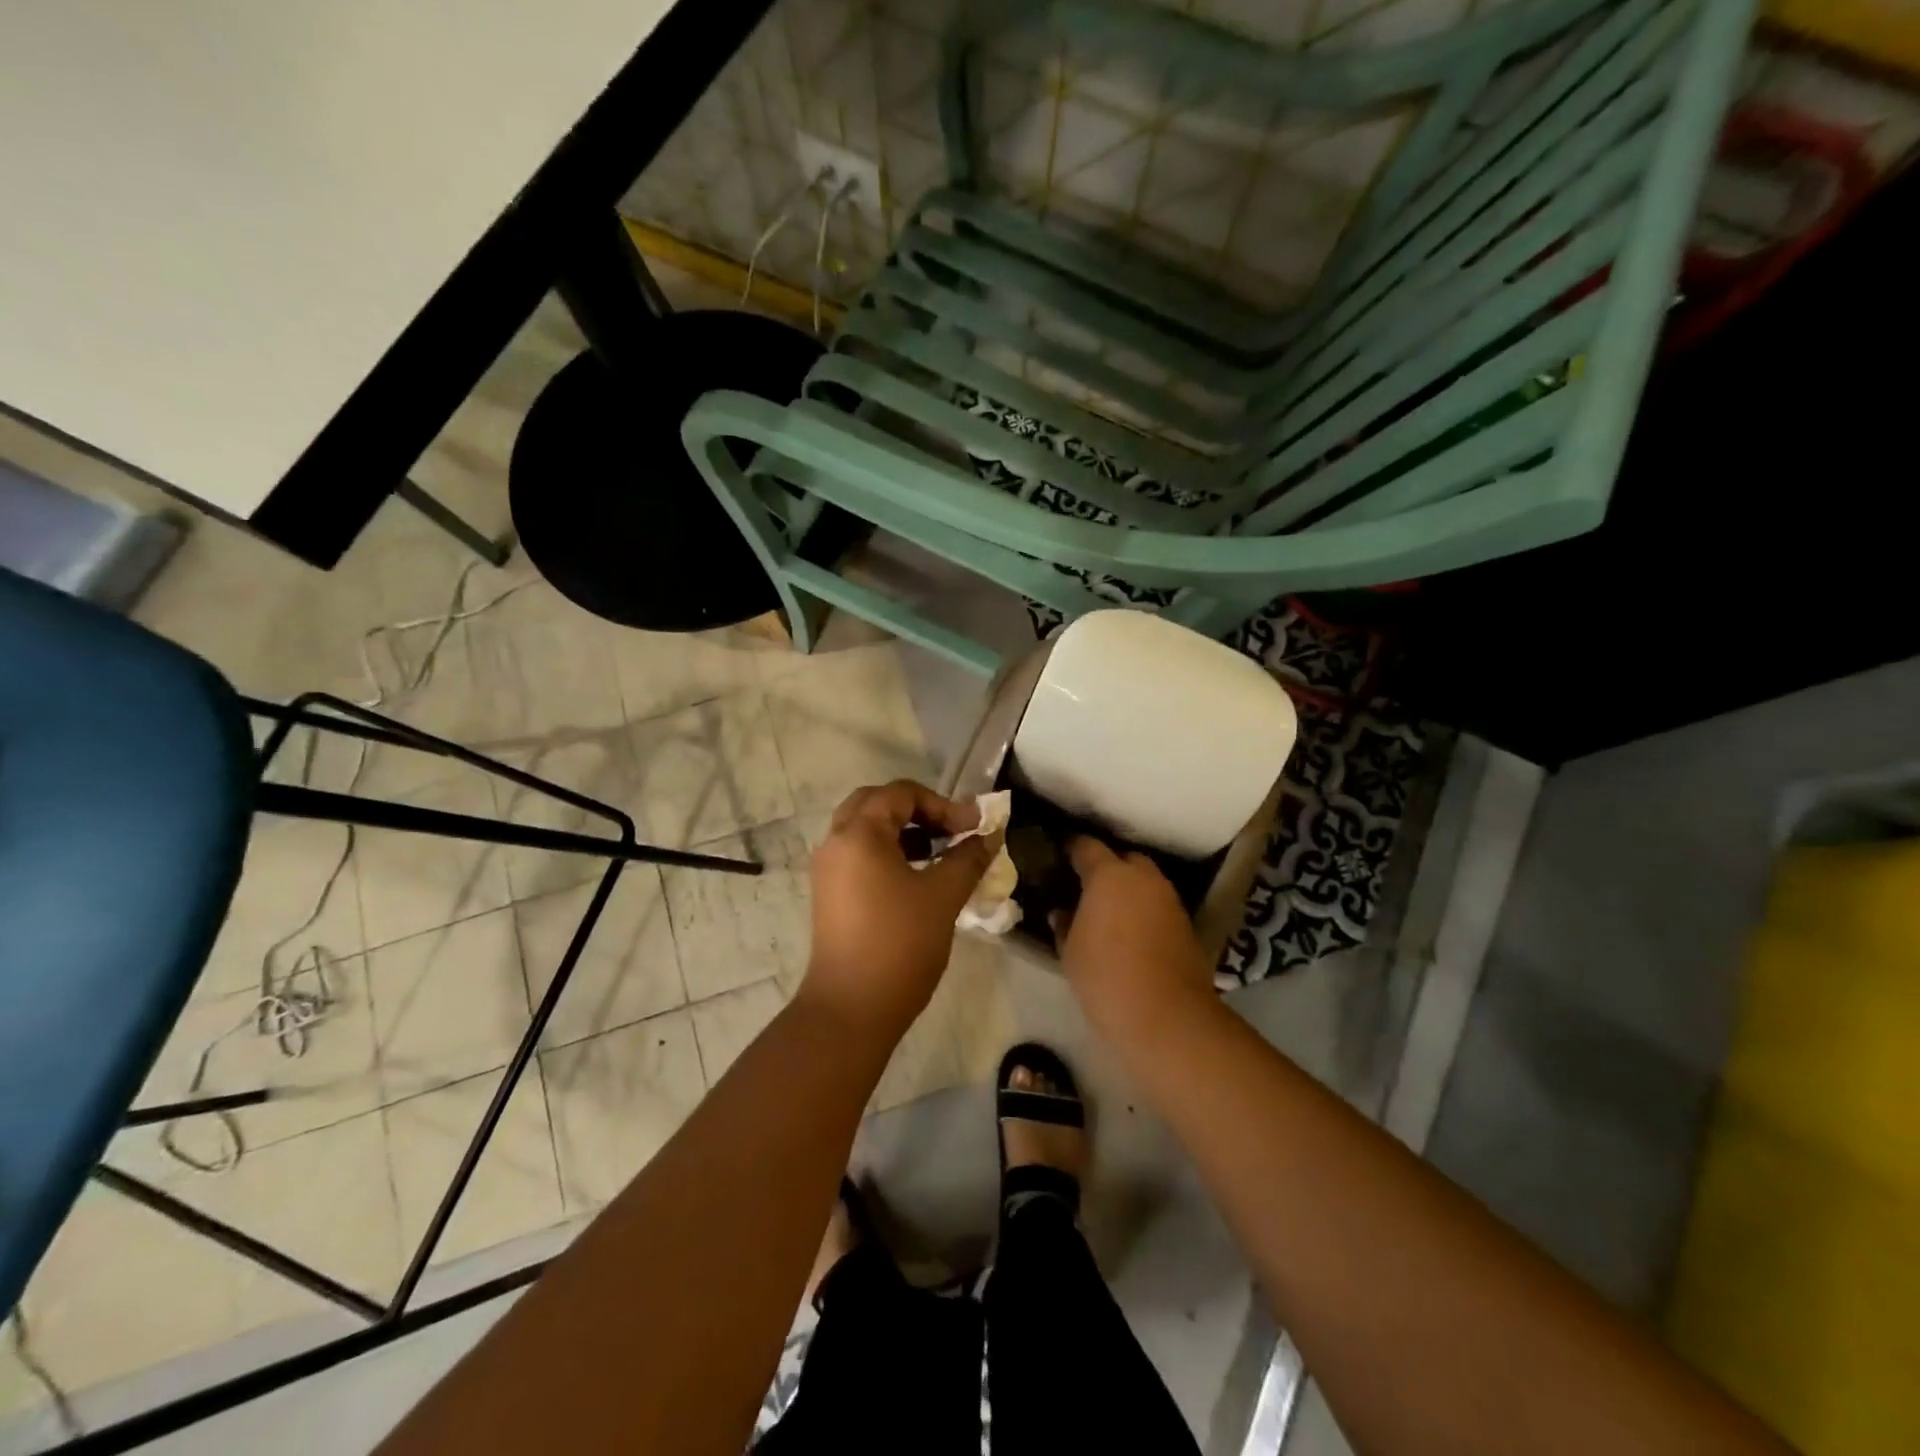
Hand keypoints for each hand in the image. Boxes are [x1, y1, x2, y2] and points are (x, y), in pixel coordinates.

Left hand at [802, 781, 1000, 1041]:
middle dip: (919, 810)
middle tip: (951, 830)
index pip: (901, 793)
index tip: (973, 828)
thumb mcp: (943, 895)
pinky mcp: (830, 894)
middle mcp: (836, 842)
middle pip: (877, 803)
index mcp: (859, 833)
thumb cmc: (900, 944)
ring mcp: (829, 869)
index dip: (942, 804)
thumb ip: (969, 857)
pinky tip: (917, 877)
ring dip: (904, 831)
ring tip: (940, 852)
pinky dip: (889, 852)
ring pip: (866, 829)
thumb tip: (990, 835)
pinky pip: (860, 854)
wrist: (851, 1008)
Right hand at [1053, 836, 1214, 1045]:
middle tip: (1085, 886)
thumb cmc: (1106, 977)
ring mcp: (1169, 899)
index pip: (1086, 846)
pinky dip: (1143, 909)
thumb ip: (1064, 924)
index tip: (1058, 855)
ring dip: (1128, 888)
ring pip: (1144, 881)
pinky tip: (1129, 930)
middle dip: (1106, 866)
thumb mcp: (1070, 952)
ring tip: (1107, 910)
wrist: (1167, 1017)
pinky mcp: (1185, 923)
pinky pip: (1157, 904)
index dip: (1070, 848)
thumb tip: (1062, 911)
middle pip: (1123, 858)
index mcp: (1109, 875)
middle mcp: (1143, 878)